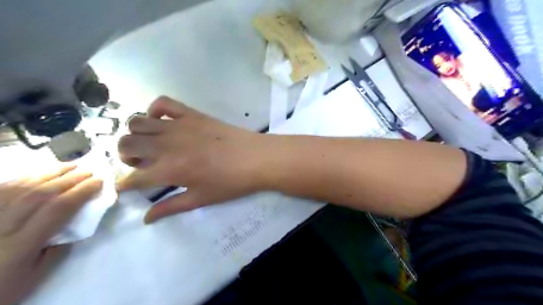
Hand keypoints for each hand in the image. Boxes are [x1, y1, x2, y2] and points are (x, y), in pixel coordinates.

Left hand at [0, 166, 102, 303]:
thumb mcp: (34, 276)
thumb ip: (57, 249)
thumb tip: (74, 224)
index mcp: (20, 244)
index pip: (57, 209)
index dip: (81, 192)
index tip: (99, 182)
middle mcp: (1, 225)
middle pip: (40, 194)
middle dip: (70, 179)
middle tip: (89, 171)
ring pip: (20, 187)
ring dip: (50, 173)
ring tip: (70, 166)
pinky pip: (1, 189)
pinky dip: (24, 178)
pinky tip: (39, 173)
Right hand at [117, 97, 268, 222]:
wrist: (255, 158)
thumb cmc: (230, 183)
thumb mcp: (200, 199)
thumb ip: (170, 207)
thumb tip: (146, 219)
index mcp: (168, 170)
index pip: (133, 177)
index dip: (125, 184)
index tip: (127, 186)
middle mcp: (166, 145)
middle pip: (126, 145)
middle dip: (126, 156)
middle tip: (142, 164)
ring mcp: (179, 125)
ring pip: (137, 122)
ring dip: (136, 134)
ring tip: (150, 144)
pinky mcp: (192, 114)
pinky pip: (163, 103)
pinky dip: (155, 110)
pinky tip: (162, 122)